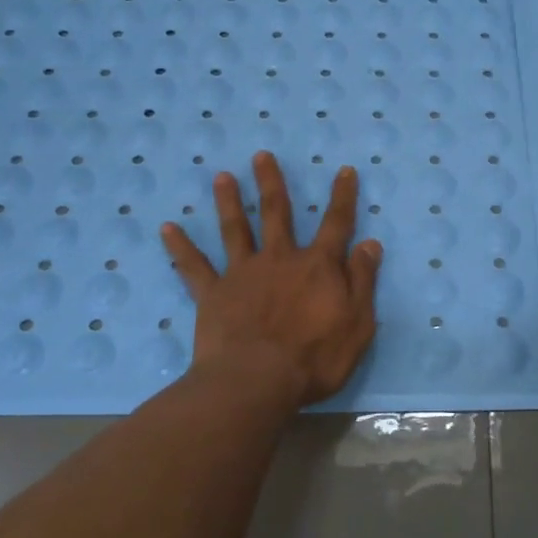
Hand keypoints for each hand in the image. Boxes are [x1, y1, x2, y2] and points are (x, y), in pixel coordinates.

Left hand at [161, 152, 381, 409]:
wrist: (257, 382)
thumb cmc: (315, 358)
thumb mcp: (357, 323)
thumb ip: (362, 281)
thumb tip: (370, 243)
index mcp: (318, 266)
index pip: (336, 223)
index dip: (342, 196)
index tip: (344, 170)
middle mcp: (280, 259)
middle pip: (277, 213)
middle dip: (271, 182)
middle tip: (261, 155)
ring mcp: (243, 273)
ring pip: (235, 230)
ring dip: (229, 202)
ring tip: (221, 177)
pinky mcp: (213, 294)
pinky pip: (194, 267)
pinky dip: (180, 247)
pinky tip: (167, 228)